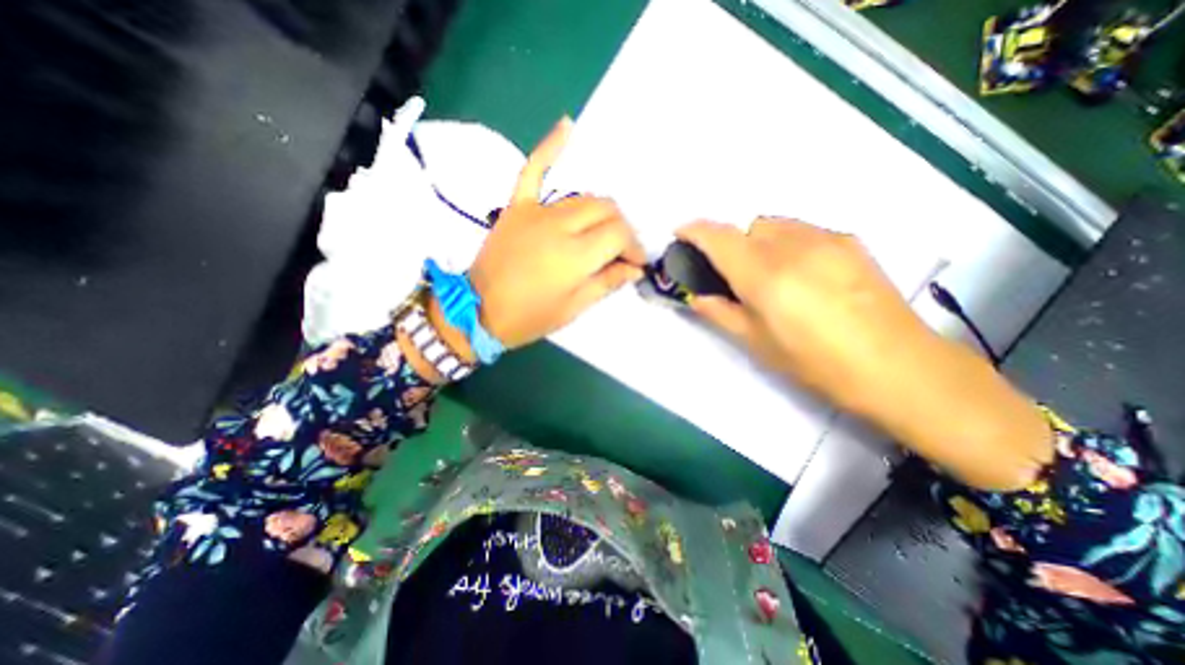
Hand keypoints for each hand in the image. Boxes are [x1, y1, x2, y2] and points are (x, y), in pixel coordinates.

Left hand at [465, 118, 645, 351]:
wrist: (477, 311)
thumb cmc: (529, 317)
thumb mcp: (574, 308)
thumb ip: (607, 283)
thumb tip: (634, 269)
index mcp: (576, 255)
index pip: (620, 235)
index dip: (634, 248)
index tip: (636, 263)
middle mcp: (560, 225)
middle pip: (606, 211)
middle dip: (622, 229)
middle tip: (621, 250)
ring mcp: (536, 211)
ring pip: (583, 196)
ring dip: (601, 211)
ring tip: (603, 231)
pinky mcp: (517, 206)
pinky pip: (533, 169)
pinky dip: (550, 147)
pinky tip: (567, 125)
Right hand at [676, 218, 915, 403]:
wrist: (896, 366)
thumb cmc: (814, 362)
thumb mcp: (756, 342)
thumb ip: (720, 313)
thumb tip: (696, 297)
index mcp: (764, 275)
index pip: (719, 238)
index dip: (694, 231)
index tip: (680, 235)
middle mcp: (792, 246)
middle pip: (748, 227)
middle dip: (733, 244)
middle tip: (737, 277)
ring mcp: (825, 239)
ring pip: (776, 225)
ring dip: (761, 242)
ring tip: (772, 275)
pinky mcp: (850, 241)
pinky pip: (804, 230)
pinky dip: (788, 243)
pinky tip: (803, 274)